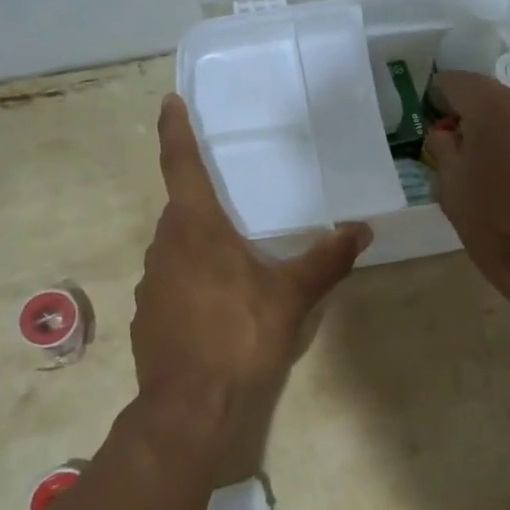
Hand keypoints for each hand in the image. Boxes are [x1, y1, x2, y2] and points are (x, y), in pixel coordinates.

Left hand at [132, 95, 371, 425]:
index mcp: (196, 229)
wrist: (190, 407)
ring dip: (200, 248)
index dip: (175, 132)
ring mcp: (151, 284)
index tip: (168, 102)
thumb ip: (326, 260)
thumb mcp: (291, 296)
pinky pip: (172, 285)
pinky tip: (218, 309)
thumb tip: (361, 230)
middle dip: (204, 204)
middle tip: (235, 207)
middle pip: (182, 212)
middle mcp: (165, 248)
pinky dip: (193, 283)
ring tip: (236, 265)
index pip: (181, 166)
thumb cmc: (240, 336)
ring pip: (177, 250)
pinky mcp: (148, 317)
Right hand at [425, 71, 509, 303]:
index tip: (437, 119)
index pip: (457, 81)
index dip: (441, 97)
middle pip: (495, 98)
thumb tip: (446, 133)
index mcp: (494, 108)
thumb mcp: (451, 190)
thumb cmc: (496, 228)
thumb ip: (443, 149)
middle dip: (479, 120)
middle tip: (473, 157)